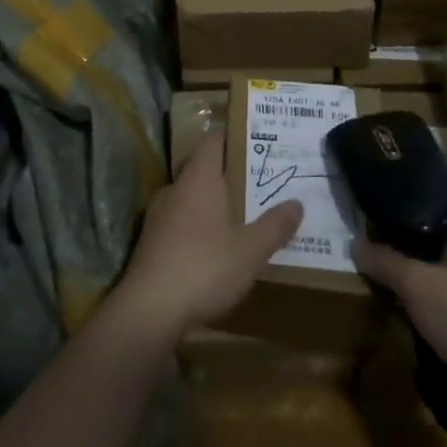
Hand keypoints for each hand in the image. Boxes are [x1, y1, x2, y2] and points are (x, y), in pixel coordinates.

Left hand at [111, 130, 302, 341]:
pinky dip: (199, 227)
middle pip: (203, 168)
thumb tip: (297, 203)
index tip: (258, 142)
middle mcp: (176, 187)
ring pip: (191, 197)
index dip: (234, 137)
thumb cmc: (204, 267)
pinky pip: (180, 222)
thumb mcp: (250, 250)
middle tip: (260, 183)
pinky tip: (216, 249)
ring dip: (214, 203)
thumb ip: (274, 226)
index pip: (213, 140)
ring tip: (243, 216)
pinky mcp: (151, 241)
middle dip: (230, 174)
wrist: (149, 309)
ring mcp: (159, 214)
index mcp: (199, 177)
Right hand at [352, 206, 446, 394]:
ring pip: (445, 266)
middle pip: (434, 234)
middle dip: (404, 246)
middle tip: (371, 252)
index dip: (396, 206)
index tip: (368, 216)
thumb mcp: (417, 286)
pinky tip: (413, 313)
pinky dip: (436, 299)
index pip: (428, 198)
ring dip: (419, 276)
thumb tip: (353, 243)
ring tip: (386, 283)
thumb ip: (384, 261)